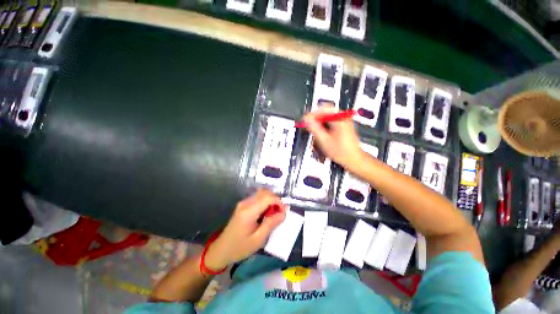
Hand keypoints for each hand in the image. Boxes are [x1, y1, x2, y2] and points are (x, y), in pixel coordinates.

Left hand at [204, 189, 285, 269]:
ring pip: (262, 193)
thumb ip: (271, 224)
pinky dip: (265, 202)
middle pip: (265, 192)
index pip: (268, 197)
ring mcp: (243, 203)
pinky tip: (265, 214)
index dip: (279, 202)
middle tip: (279, 214)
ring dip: (270, 201)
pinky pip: (257, 198)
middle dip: (276, 200)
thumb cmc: (240, 248)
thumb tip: (284, 212)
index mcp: (249, 211)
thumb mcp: (258, 239)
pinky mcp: (243, 205)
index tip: (283, 213)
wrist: (221, 250)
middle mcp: (245, 203)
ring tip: (273, 215)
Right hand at [303, 105, 362, 168]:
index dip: (312, 114)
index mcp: (340, 119)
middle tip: (308, 126)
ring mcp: (344, 121)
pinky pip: (331, 121)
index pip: (323, 109)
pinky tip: (322, 133)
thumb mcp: (324, 141)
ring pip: (328, 117)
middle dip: (315, 119)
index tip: (305, 120)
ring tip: (314, 131)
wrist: (354, 159)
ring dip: (320, 122)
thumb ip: (314, 129)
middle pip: (325, 112)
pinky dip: (324, 126)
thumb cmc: (340, 152)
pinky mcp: (344, 125)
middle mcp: (343, 117)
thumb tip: (306, 119)